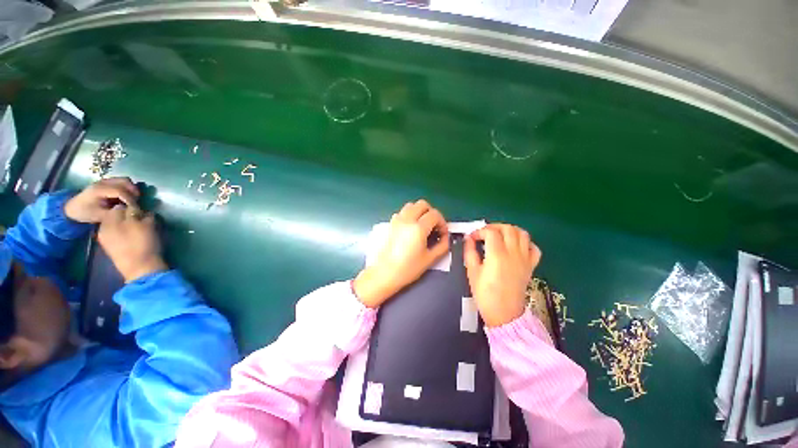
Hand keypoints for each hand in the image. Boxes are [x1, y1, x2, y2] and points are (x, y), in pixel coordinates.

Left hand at [64, 178, 139, 223]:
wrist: (73, 208)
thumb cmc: (86, 213)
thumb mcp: (99, 216)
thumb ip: (115, 212)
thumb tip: (129, 210)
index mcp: (99, 190)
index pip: (120, 191)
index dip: (131, 199)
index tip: (136, 208)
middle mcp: (103, 182)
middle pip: (125, 181)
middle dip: (134, 191)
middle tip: (136, 202)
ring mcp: (105, 181)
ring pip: (125, 180)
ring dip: (132, 189)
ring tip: (133, 199)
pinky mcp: (107, 182)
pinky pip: (122, 182)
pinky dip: (128, 188)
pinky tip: (126, 197)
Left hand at [98, 205, 167, 282]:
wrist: (140, 268)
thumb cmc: (143, 243)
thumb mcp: (145, 225)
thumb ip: (140, 214)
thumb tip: (138, 209)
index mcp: (110, 220)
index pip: (120, 206)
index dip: (132, 206)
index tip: (143, 210)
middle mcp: (104, 227)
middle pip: (117, 215)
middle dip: (129, 215)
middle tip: (143, 219)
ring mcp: (106, 238)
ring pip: (118, 225)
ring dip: (129, 224)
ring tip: (141, 228)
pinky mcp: (112, 247)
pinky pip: (118, 234)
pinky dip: (126, 232)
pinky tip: (135, 237)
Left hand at [354, 200, 449, 307]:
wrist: (384, 273)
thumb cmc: (408, 268)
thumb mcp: (430, 259)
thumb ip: (442, 246)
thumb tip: (446, 238)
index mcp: (418, 227)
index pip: (435, 214)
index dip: (442, 223)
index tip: (443, 234)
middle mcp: (407, 219)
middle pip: (423, 204)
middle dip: (432, 213)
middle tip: (434, 227)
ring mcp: (396, 220)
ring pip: (411, 206)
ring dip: (420, 212)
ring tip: (423, 226)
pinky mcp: (390, 224)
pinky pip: (402, 212)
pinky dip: (409, 215)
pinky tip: (411, 229)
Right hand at [464, 224, 540, 326]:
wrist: (504, 313)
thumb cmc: (485, 294)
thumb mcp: (472, 272)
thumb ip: (470, 252)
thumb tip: (468, 239)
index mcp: (497, 255)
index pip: (490, 232)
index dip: (479, 231)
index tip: (471, 237)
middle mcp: (513, 253)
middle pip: (508, 229)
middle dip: (494, 227)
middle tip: (484, 233)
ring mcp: (524, 259)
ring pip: (523, 234)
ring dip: (510, 231)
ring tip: (499, 236)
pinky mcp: (531, 266)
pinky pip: (533, 248)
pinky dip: (525, 243)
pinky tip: (516, 246)